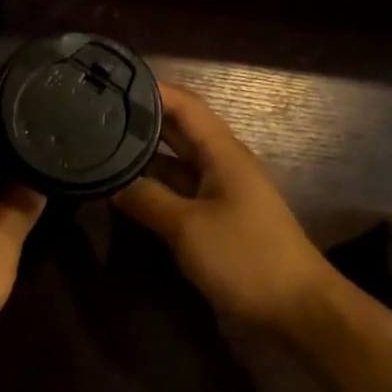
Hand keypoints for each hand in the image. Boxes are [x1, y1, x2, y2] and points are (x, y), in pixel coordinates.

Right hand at [114, 83, 341, 332]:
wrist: (296, 308)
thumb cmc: (245, 257)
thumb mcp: (188, 228)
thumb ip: (147, 200)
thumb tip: (111, 183)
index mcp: (222, 152)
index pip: (184, 104)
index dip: (151, 89)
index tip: (112, 82)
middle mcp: (221, 163)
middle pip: (178, 129)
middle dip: (141, 119)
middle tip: (95, 113)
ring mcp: (220, 191)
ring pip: (176, 162)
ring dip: (144, 155)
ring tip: (100, 146)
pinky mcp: (216, 218)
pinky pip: (179, 191)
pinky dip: (153, 186)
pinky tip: (124, 189)